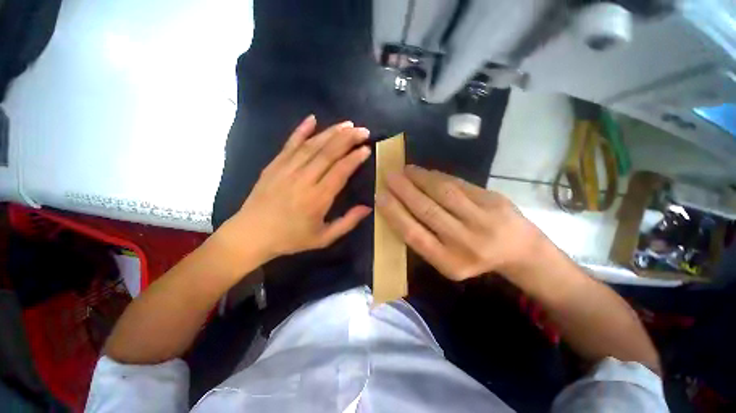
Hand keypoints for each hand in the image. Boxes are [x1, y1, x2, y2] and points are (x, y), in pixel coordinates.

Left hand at [216, 115, 372, 266]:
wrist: (251, 235)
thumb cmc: (291, 239)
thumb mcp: (324, 238)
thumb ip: (347, 222)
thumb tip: (368, 207)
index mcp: (317, 199)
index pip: (340, 171)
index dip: (355, 158)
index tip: (366, 148)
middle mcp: (303, 180)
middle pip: (328, 153)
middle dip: (348, 139)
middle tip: (362, 130)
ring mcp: (286, 170)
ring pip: (312, 145)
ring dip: (331, 132)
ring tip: (347, 124)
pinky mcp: (274, 165)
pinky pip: (289, 144)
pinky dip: (301, 130)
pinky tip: (312, 119)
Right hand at [376, 165, 548, 280]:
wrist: (518, 251)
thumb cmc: (473, 258)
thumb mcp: (445, 259)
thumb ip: (423, 238)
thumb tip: (398, 209)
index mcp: (449, 262)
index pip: (413, 234)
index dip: (394, 214)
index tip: (380, 196)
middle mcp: (465, 242)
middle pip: (427, 210)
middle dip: (404, 190)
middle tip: (389, 176)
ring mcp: (483, 219)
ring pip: (443, 192)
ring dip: (420, 178)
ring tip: (405, 170)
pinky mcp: (493, 200)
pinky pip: (458, 184)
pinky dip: (438, 176)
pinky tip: (425, 172)